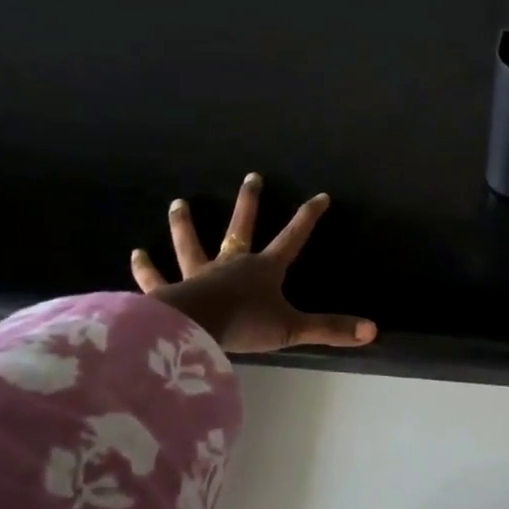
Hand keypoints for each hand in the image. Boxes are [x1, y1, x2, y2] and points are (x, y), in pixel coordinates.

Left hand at [129, 173, 376, 353]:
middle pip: (241, 227)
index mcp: (263, 269)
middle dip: (249, 202)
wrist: (194, 329)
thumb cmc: (244, 325)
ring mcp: (197, 275)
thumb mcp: (293, 329)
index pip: (292, 238)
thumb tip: (373, 331)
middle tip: (251, 177)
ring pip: (191, 244)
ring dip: (185, 225)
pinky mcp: (168, 291)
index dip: (307, 217)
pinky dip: (145, 268)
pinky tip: (135, 254)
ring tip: (178, 203)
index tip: (320, 196)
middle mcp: (231, 264)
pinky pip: (156, 278)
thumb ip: (330, 329)